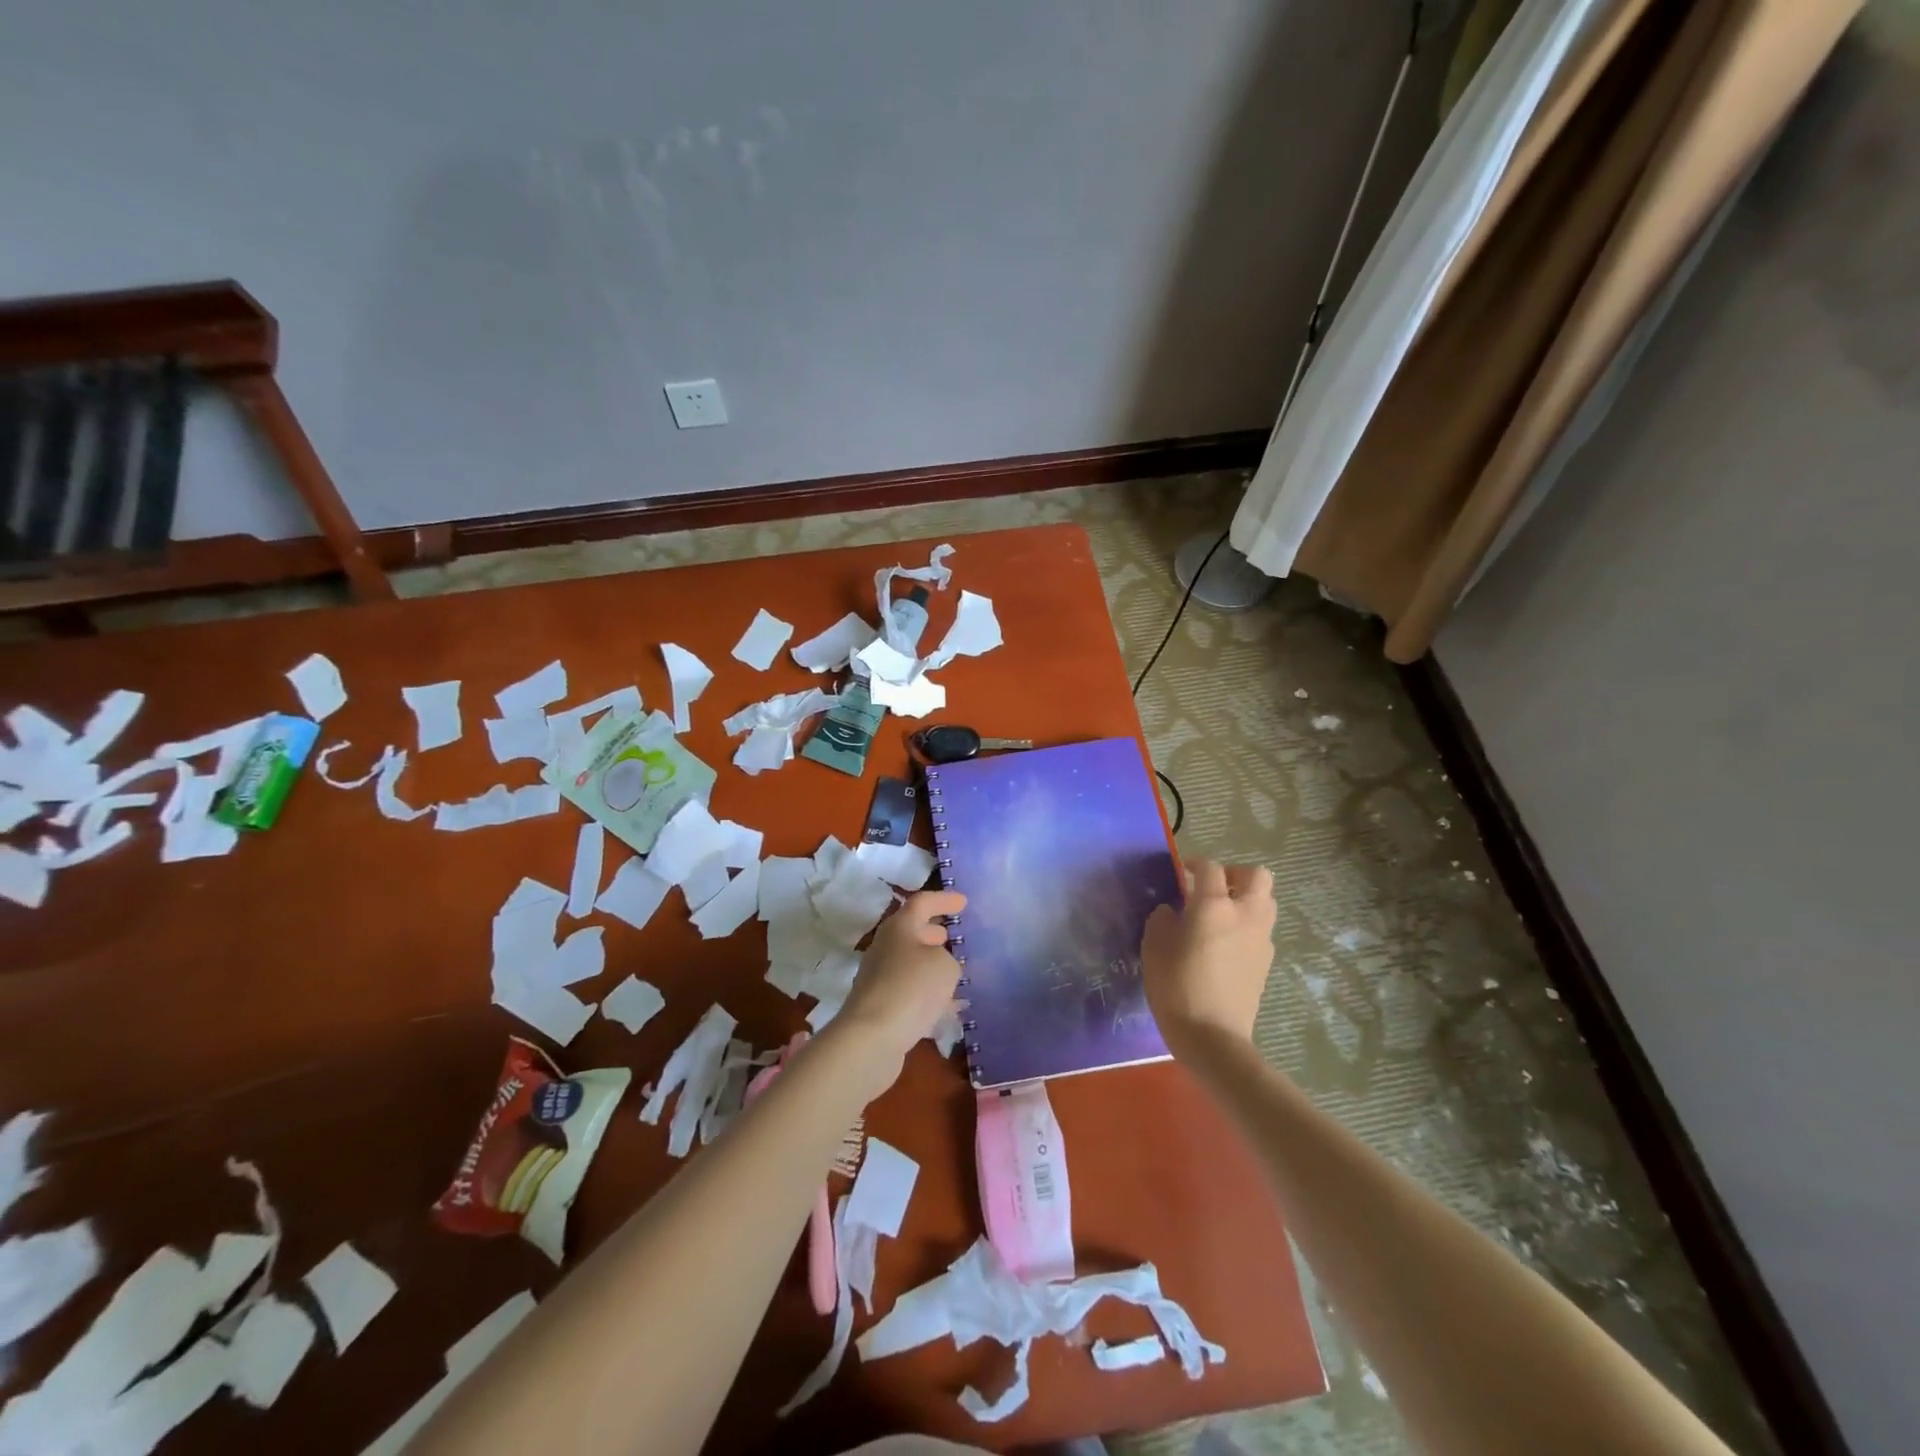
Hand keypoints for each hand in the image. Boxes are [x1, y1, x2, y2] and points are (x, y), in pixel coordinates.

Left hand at [831, 890, 966, 1095]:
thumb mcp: (945, 967)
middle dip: (933, 933)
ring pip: (910, 963)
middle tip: (953, 936)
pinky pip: (909, 991)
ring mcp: (879, 977)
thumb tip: (940, 966)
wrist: (871, 1037)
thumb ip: (949, 959)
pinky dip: (928, 993)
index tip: (963, 902)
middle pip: (912, 932)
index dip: (943, 900)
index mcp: (899, 927)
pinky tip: (947, 1007)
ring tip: (956, 972)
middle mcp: (885, 947)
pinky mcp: (880, 1006)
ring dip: (931, 965)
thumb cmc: (911, 988)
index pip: (922, 902)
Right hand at [1141, 859, 1275, 1058]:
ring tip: (1221, 915)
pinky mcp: (1266, 962)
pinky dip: (1247, 925)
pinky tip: (1225, 944)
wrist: (1212, 1037)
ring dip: (1246, 899)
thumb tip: (1173, 911)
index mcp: (1214, 905)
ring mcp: (1261, 939)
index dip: (1195, 864)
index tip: (1182, 872)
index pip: (1210, 868)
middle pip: (1257, 876)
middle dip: (1235, 874)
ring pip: (1265, 901)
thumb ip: (1163, 919)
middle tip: (1213, 888)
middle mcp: (1245, 914)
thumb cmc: (1176, 986)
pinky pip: (1262, 929)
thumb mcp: (1153, 946)